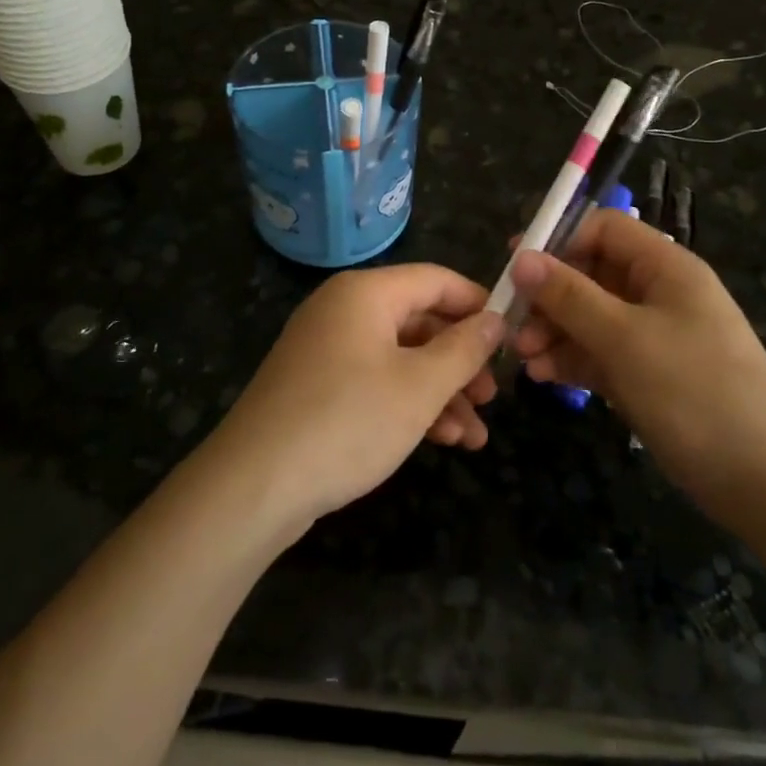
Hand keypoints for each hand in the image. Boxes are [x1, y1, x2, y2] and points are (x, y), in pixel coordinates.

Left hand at [209, 266, 503, 529]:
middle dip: (461, 361)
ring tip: (475, 436)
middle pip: (419, 321)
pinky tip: (442, 441)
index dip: (477, 304)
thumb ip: (464, 349)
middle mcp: (344, 310)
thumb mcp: (419, 386)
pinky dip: (408, 404)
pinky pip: (375, 381)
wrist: (254, 485)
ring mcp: (326, 349)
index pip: (436, 280)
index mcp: (366, 293)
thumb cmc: (348, 421)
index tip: (511, 336)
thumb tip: (495, 319)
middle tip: (492, 397)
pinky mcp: (317, 386)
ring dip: (440, 392)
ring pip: (400, 358)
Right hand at [510, 210, 765, 515]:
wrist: (763, 481)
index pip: (605, 230)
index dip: (560, 240)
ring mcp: (653, 337)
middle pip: (591, 274)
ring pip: (590, 317)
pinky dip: (572, 360)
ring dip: (555, 331)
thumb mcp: (625, 338)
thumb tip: (521, 259)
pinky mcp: (647, 376)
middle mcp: (658, 294)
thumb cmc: (694, 391)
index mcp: (665, 268)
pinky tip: (545, 376)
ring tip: (524, 358)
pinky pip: (600, 354)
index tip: (516, 264)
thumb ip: (570, 296)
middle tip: (512, 323)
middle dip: (550, 296)